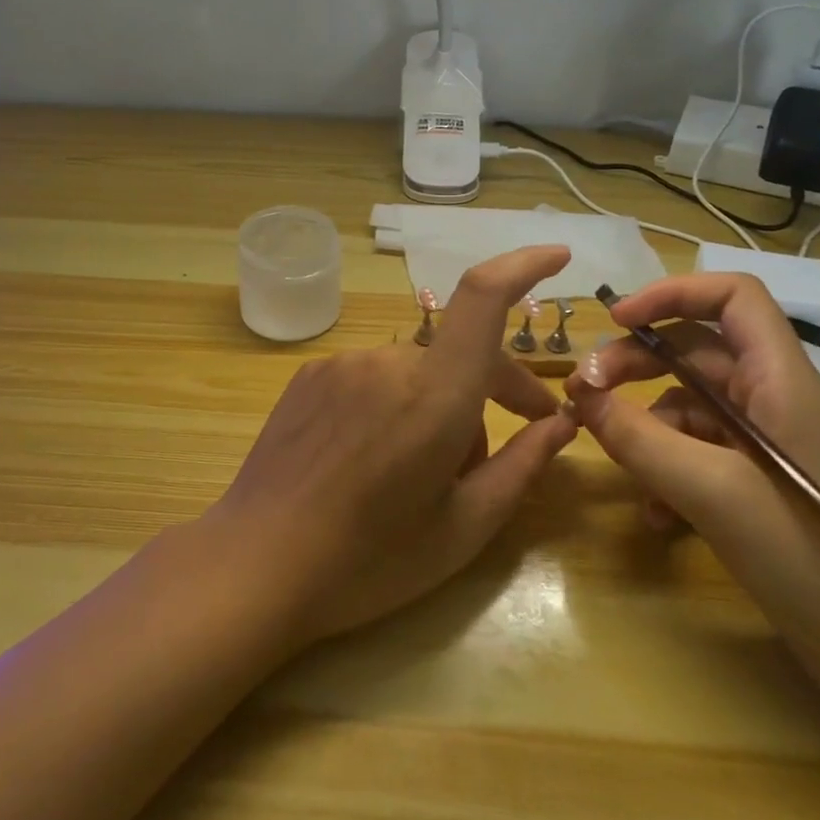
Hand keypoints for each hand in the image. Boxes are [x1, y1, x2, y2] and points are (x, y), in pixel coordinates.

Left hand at [202, 246, 579, 648]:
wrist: (256, 563)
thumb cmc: (370, 561)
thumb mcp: (464, 528)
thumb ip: (521, 466)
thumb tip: (562, 423)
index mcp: (434, 395)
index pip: (483, 297)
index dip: (524, 265)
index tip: (558, 257)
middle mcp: (388, 361)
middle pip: (460, 352)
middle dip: (498, 386)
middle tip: (523, 432)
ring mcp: (343, 364)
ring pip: (417, 370)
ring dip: (440, 402)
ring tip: (429, 468)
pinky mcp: (310, 376)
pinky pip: (374, 377)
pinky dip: (396, 402)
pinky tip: (376, 456)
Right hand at [565, 273, 819, 731]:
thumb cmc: (814, 560)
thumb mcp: (713, 493)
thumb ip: (640, 438)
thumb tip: (580, 395)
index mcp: (780, 381)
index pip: (731, 297)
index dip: (672, 293)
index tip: (616, 321)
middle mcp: (773, 401)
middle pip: (695, 351)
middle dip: (636, 364)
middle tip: (584, 394)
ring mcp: (766, 447)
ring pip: (689, 407)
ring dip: (646, 428)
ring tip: (618, 464)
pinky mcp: (759, 487)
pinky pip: (698, 456)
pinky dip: (667, 472)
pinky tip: (654, 516)